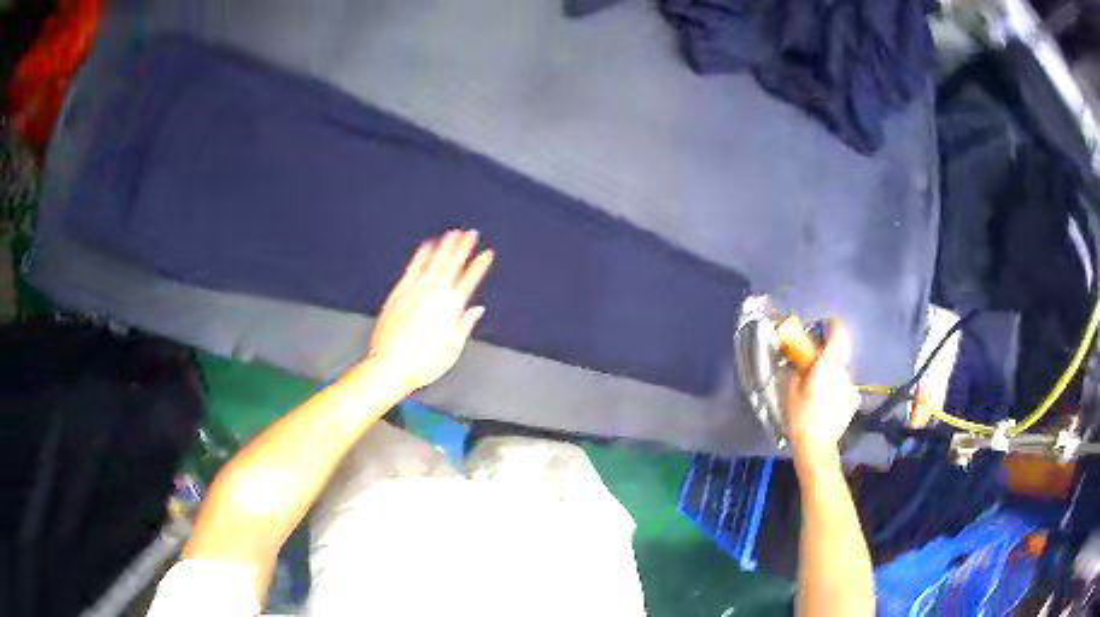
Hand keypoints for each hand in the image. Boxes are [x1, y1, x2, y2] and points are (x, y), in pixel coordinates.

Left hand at [366, 230, 493, 392]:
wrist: (389, 367)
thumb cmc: (422, 365)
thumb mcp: (451, 351)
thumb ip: (464, 326)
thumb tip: (476, 310)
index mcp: (450, 310)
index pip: (469, 282)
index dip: (479, 266)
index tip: (487, 254)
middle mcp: (434, 296)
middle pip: (451, 266)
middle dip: (463, 248)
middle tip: (471, 234)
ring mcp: (415, 292)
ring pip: (433, 263)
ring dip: (444, 247)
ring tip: (453, 233)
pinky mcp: (398, 293)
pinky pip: (412, 268)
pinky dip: (421, 255)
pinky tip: (426, 245)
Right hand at [783, 320, 861, 464]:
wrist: (817, 446)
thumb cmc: (800, 415)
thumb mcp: (790, 390)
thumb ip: (797, 371)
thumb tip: (799, 364)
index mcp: (828, 362)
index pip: (838, 331)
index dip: (832, 325)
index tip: (823, 326)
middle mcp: (844, 370)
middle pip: (839, 354)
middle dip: (828, 356)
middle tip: (815, 365)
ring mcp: (851, 386)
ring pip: (842, 372)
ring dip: (833, 375)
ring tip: (820, 390)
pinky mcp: (854, 401)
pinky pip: (845, 388)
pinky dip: (838, 391)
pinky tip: (828, 404)